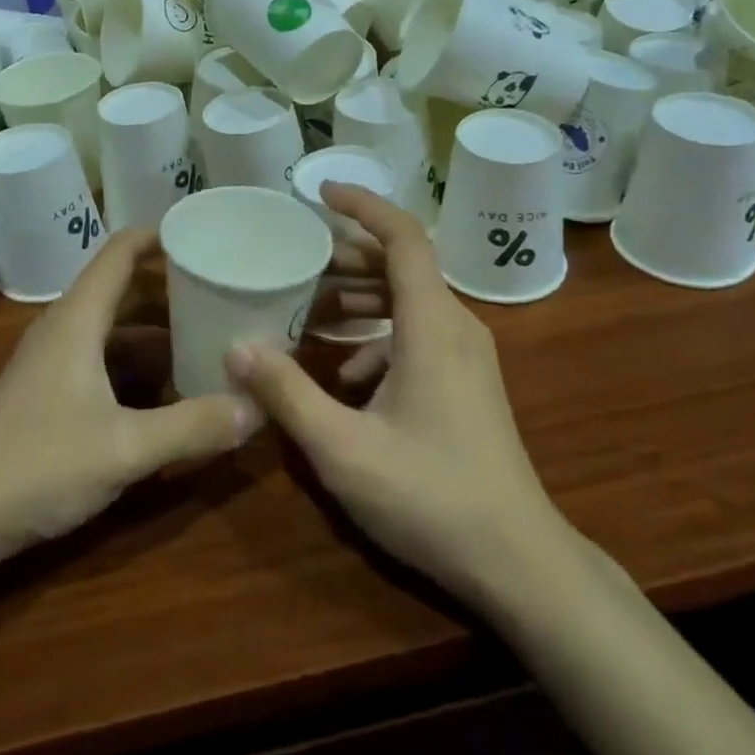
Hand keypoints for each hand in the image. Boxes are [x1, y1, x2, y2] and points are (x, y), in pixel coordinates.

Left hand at [0, 230, 259, 559]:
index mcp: (79, 319)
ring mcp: (54, 359)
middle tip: (222, 287)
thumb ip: (193, 426)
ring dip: (156, 324)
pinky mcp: (50, 389)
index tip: (205, 234)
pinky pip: (103, 353)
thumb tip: (257, 407)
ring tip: (207, 329)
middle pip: (123, 285)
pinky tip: (169, 383)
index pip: (120, 251)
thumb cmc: (38, 465)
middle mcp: (65, 327)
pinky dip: (138, 357)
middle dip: (171, 284)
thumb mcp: (125, 448)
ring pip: (113, 323)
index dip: (160, 235)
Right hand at [226, 185, 559, 604]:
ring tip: (310, 307)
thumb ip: (287, 393)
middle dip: (348, 256)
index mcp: (432, 323)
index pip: (403, 236)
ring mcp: (466, 355)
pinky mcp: (467, 381)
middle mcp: (455, 326)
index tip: (321, 193)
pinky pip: (418, 334)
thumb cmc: (431, 496)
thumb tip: (236, 346)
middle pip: (402, 265)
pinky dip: (378, 336)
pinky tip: (346, 375)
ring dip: (360, 296)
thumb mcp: (344, 449)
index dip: (364, 206)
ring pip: (409, 300)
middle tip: (297, 259)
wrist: (519, 562)